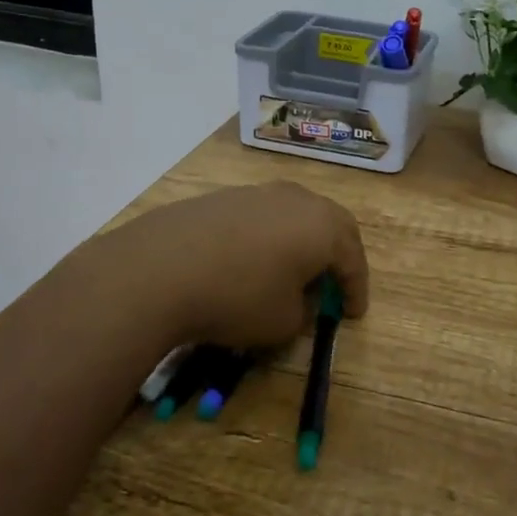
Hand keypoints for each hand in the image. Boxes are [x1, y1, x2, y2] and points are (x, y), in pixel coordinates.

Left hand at [109, 182, 369, 349]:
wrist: (160, 268)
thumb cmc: (238, 297)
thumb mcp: (283, 322)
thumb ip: (302, 311)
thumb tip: (296, 299)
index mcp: (323, 226)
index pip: (353, 258)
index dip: (356, 288)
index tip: (354, 313)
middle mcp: (296, 200)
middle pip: (330, 224)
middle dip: (336, 254)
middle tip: (334, 282)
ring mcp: (258, 193)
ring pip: (294, 215)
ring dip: (300, 242)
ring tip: (291, 271)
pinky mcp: (223, 197)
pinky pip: (260, 217)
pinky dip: (267, 238)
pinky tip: (250, 261)